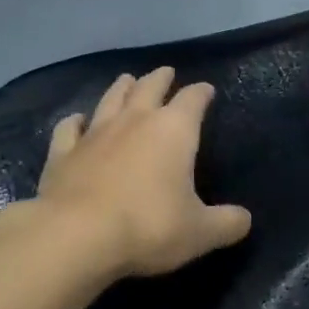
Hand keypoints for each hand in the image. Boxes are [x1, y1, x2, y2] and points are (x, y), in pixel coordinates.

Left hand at [30, 67, 251, 279]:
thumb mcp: (199, 233)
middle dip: (161, 78)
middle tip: (166, 73)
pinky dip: (75, 122)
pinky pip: (70, 127)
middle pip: (150, 86)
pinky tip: (77, 121)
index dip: (201, 92)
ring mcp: (96, 132)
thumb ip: (226, 224)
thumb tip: (245, 219)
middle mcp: (135, 119)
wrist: (77, 235)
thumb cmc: (148, 227)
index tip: (207, 90)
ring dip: (122, 87)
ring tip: (127, 81)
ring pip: (111, 98)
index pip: (193, 99)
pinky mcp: (64, 151)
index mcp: (173, 130)